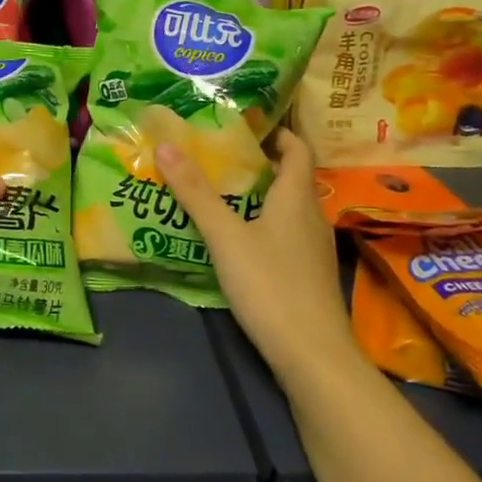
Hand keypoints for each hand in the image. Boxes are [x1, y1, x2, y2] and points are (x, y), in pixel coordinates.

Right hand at [155, 129, 358, 383]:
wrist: (314, 357)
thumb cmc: (271, 286)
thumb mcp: (225, 236)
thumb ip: (195, 192)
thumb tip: (166, 144)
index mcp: (297, 197)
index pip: (298, 149)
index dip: (278, 132)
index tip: (246, 124)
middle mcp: (311, 216)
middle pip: (290, 177)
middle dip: (258, 163)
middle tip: (218, 155)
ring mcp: (314, 249)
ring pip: (287, 208)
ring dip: (259, 195)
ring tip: (220, 192)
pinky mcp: (308, 275)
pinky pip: (286, 234)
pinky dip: (263, 224)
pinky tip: (237, 239)